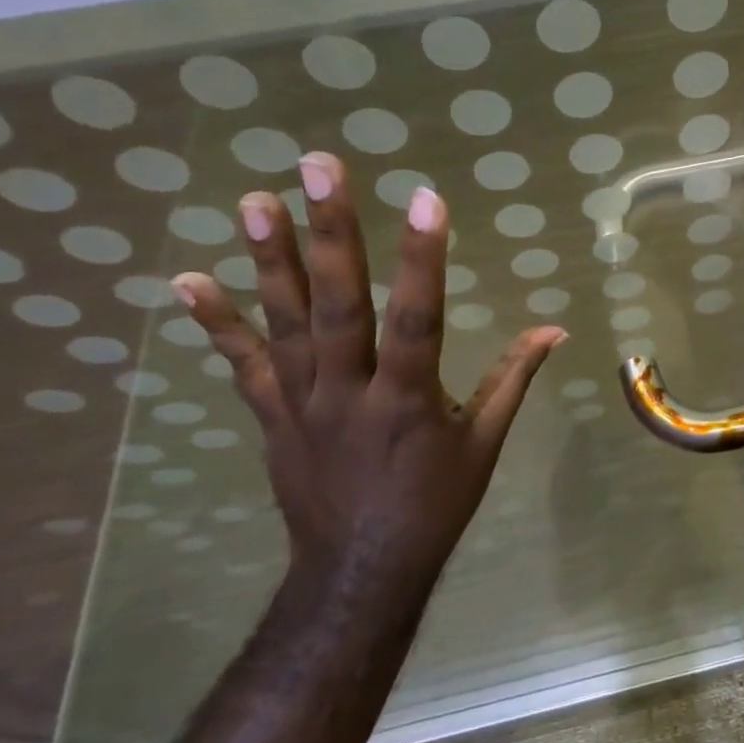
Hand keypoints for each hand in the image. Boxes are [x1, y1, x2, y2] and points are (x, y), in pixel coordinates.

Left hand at [169, 152, 564, 596]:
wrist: (359, 573)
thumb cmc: (434, 504)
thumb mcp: (485, 443)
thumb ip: (514, 377)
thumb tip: (555, 328)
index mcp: (408, 400)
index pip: (418, 318)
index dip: (423, 259)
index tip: (427, 199)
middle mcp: (349, 393)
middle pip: (339, 305)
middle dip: (331, 233)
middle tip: (318, 168)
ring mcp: (302, 404)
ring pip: (285, 324)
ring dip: (268, 260)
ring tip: (253, 200)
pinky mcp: (272, 417)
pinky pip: (243, 365)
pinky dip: (216, 324)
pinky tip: (188, 279)